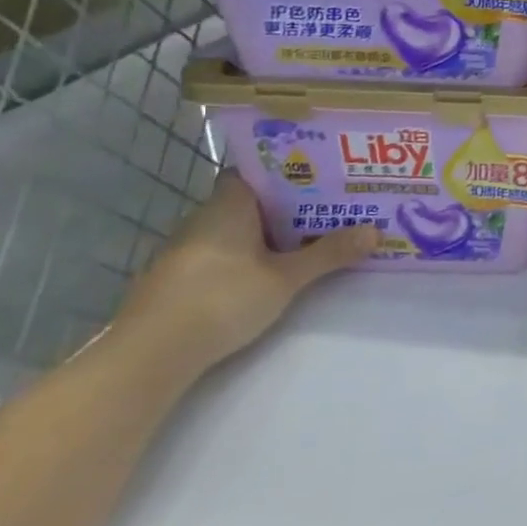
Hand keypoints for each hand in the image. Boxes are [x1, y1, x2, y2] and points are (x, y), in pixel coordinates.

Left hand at [117, 173, 375, 376]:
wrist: (150, 354)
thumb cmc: (222, 299)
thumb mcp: (286, 278)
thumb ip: (329, 253)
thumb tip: (376, 231)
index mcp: (228, 206)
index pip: (255, 172)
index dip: (287, 170)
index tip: (321, 174)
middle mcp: (202, 219)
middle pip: (250, 201)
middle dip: (287, 205)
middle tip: (330, 207)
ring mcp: (185, 251)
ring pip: (235, 230)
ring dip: (267, 233)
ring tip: (309, 238)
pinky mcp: (177, 280)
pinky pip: (220, 254)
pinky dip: (245, 256)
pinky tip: (269, 272)